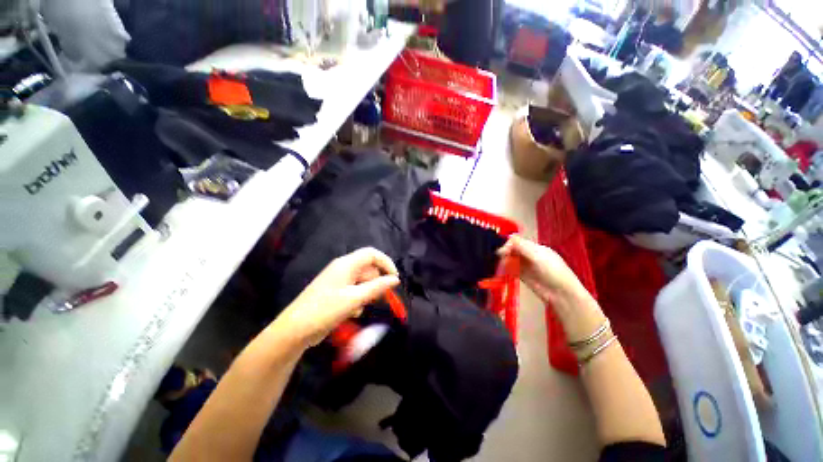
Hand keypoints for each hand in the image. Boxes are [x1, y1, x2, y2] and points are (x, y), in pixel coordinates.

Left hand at [276, 248, 399, 347]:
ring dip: (366, 294)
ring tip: (358, 308)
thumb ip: (377, 287)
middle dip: (375, 283)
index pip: (372, 254)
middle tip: (376, 298)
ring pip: (363, 282)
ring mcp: (339, 281)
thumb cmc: (326, 310)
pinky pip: (355, 291)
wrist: (295, 330)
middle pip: (368, 268)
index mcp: (347, 264)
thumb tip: (395, 279)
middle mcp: (343, 268)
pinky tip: (350, 312)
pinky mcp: (336, 292)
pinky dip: (357, 300)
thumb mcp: (355, 299)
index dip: (386, 263)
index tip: (394, 278)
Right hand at [498, 235, 585, 303]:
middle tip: (499, 256)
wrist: (561, 294)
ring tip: (499, 263)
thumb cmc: (553, 271)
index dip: (509, 244)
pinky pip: (511, 269)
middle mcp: (530, 256)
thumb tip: (508, 237)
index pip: (518, 242)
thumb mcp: (538, 256)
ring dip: (504, 260)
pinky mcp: (523, 276)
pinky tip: (502, 269)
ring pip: (511, 259)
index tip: (501, 249)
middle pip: (513, 250)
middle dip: (505, 251)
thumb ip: (522, 246)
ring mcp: (526, 266)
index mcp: (536, 248)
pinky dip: (506, 268)